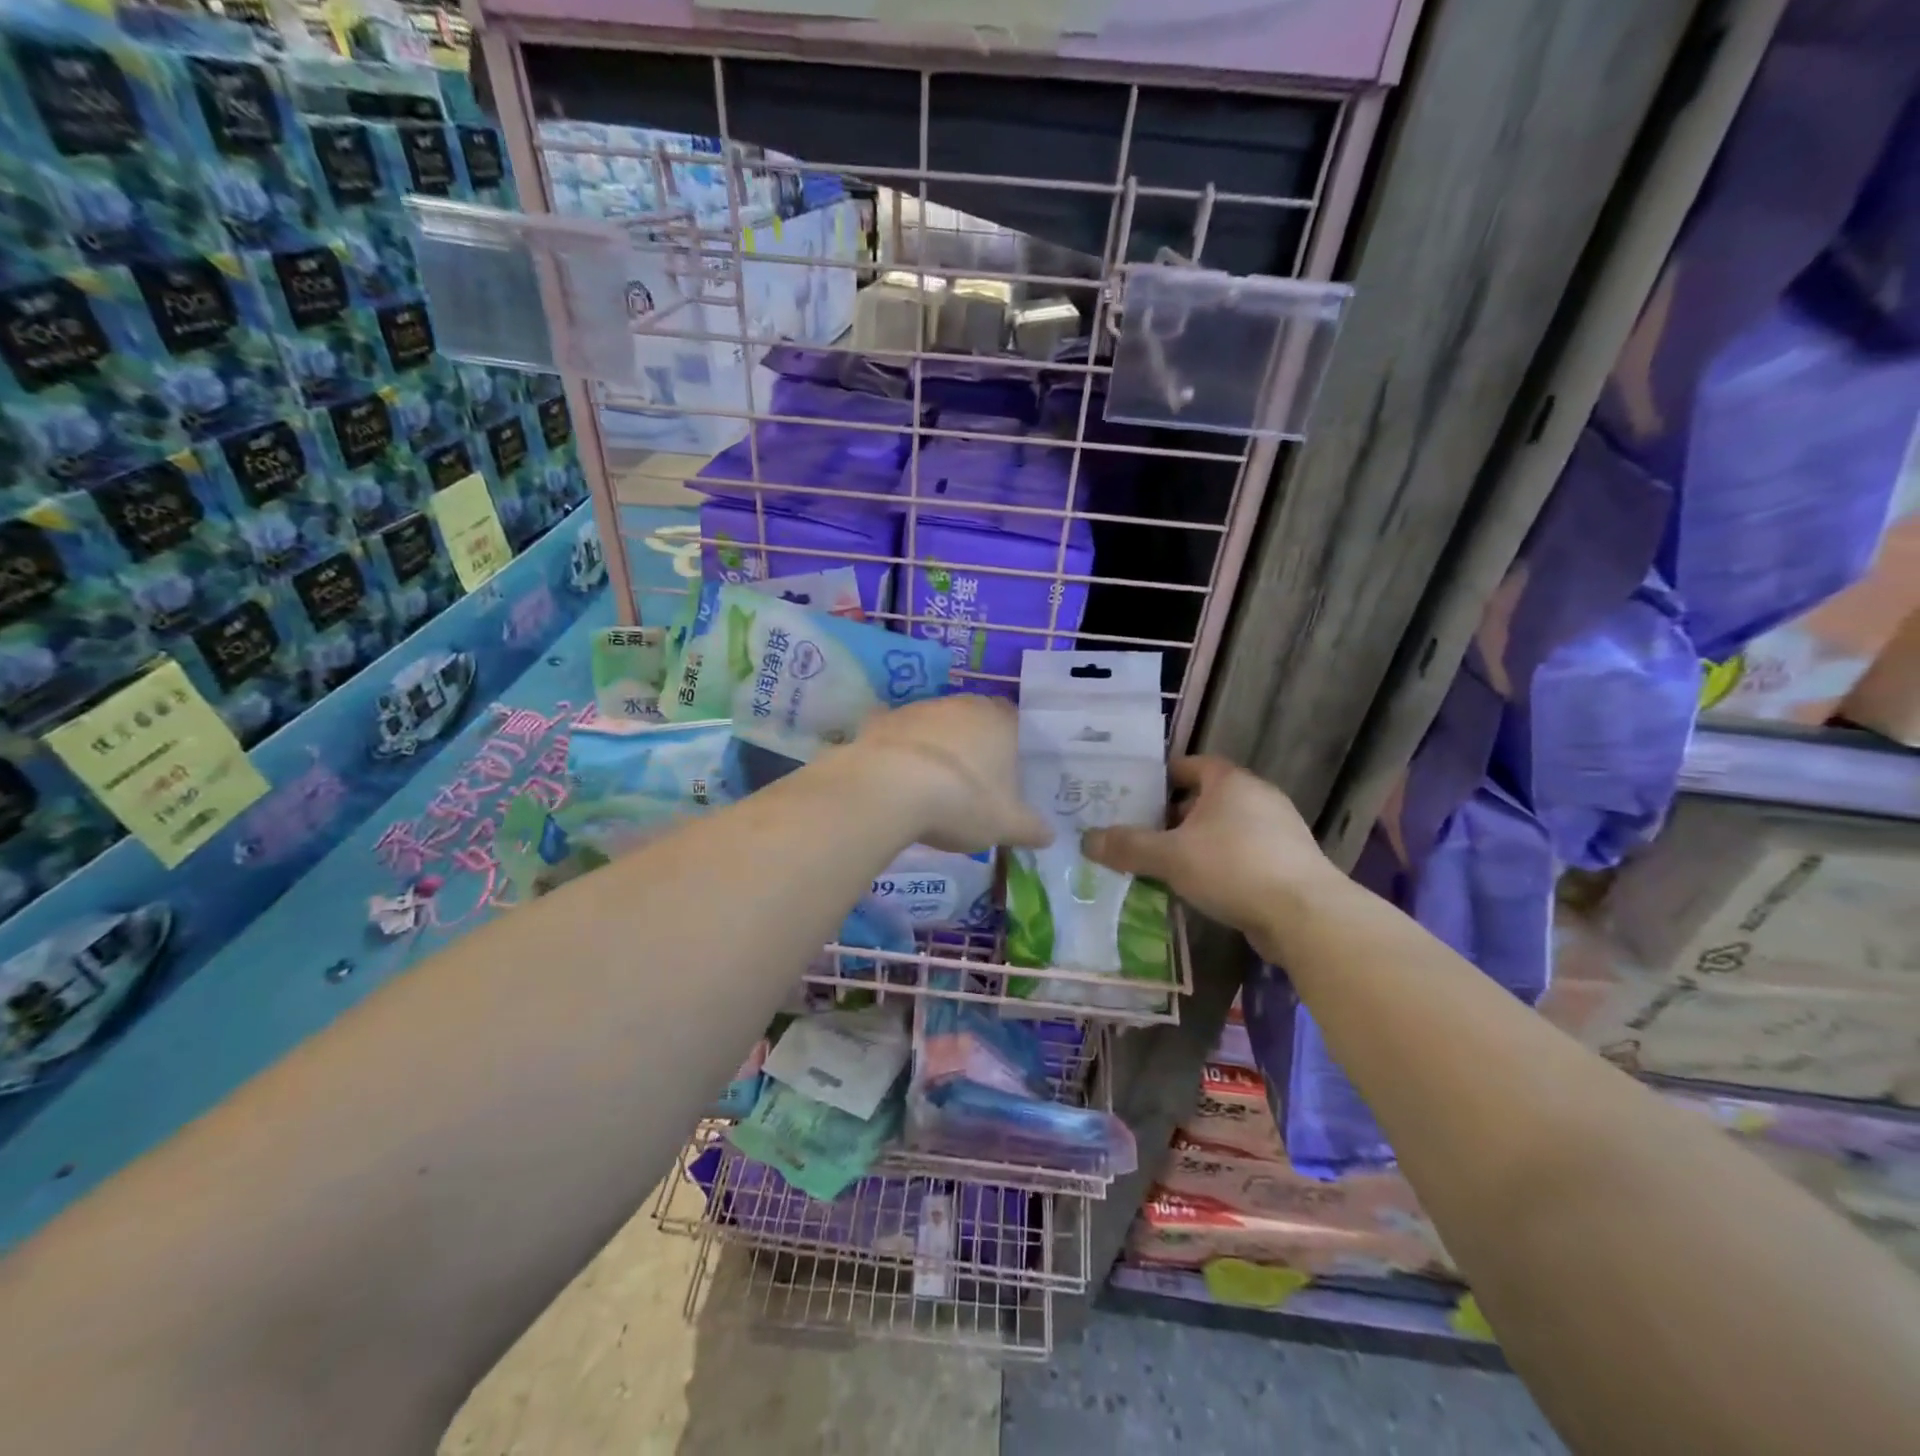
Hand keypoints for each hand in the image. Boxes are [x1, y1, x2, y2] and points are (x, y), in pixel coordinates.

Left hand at [850, 695, 1052, 853]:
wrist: (889, 789)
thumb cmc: (962, 802)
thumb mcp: (1005, 825)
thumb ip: (1030, 828)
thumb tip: (1049, 835)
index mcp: (999, 721)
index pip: (1014, 720)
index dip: (1011, 743)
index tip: (1007, 769)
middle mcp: (961, 705)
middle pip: (973, 718)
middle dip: (973, 743)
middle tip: (972, 779)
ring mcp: (919, 709)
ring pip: (935, 724)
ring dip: (936, 746)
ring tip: (932, 783)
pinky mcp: (882, 720)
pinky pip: (897, 735)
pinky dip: (900, 750)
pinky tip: (896, 776)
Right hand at [1082, 756, 1337, 947]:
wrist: (1306, 916)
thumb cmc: (1232, 868)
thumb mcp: (1170, 857)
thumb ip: (1127, 846)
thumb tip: (1086, 839)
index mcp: (1231, 782)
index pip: (1191, 764)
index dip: (1163, 776)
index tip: (1137, 794)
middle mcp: (1258, 797)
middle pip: (1207, 798)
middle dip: (1175, 815)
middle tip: (1144, 833)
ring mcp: (1280, 831)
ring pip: (1227, 829)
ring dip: (1198, 843)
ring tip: (1167, 864)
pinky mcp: (1290, 864)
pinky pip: (1244, 855)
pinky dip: (1222, 865)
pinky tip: (1203, 888)